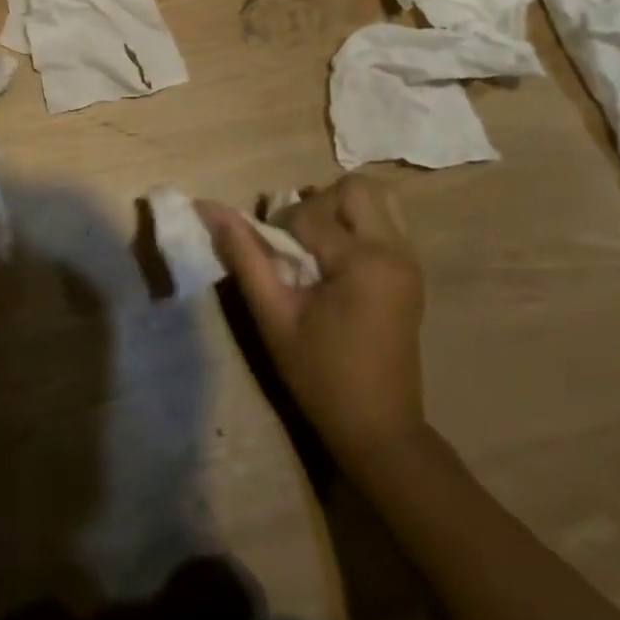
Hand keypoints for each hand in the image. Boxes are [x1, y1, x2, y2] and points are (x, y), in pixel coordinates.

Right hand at [200, 173, 425, 461]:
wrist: (379, 431)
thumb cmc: (321, 376)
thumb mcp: (273, 315)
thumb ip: (244, 254)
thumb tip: (207, 206)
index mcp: (363, 261)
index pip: (309, 213)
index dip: (281, 231)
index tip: (276, 266)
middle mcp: (395, 250)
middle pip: (354, 188)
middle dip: (318, 205)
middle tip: (299, 244)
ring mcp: (410, 260)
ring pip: (376, 199)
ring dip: (341, 210)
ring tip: (319, 247)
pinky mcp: (411, 271)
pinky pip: (387, 221)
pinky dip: (358, 224)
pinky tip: (337, 260)